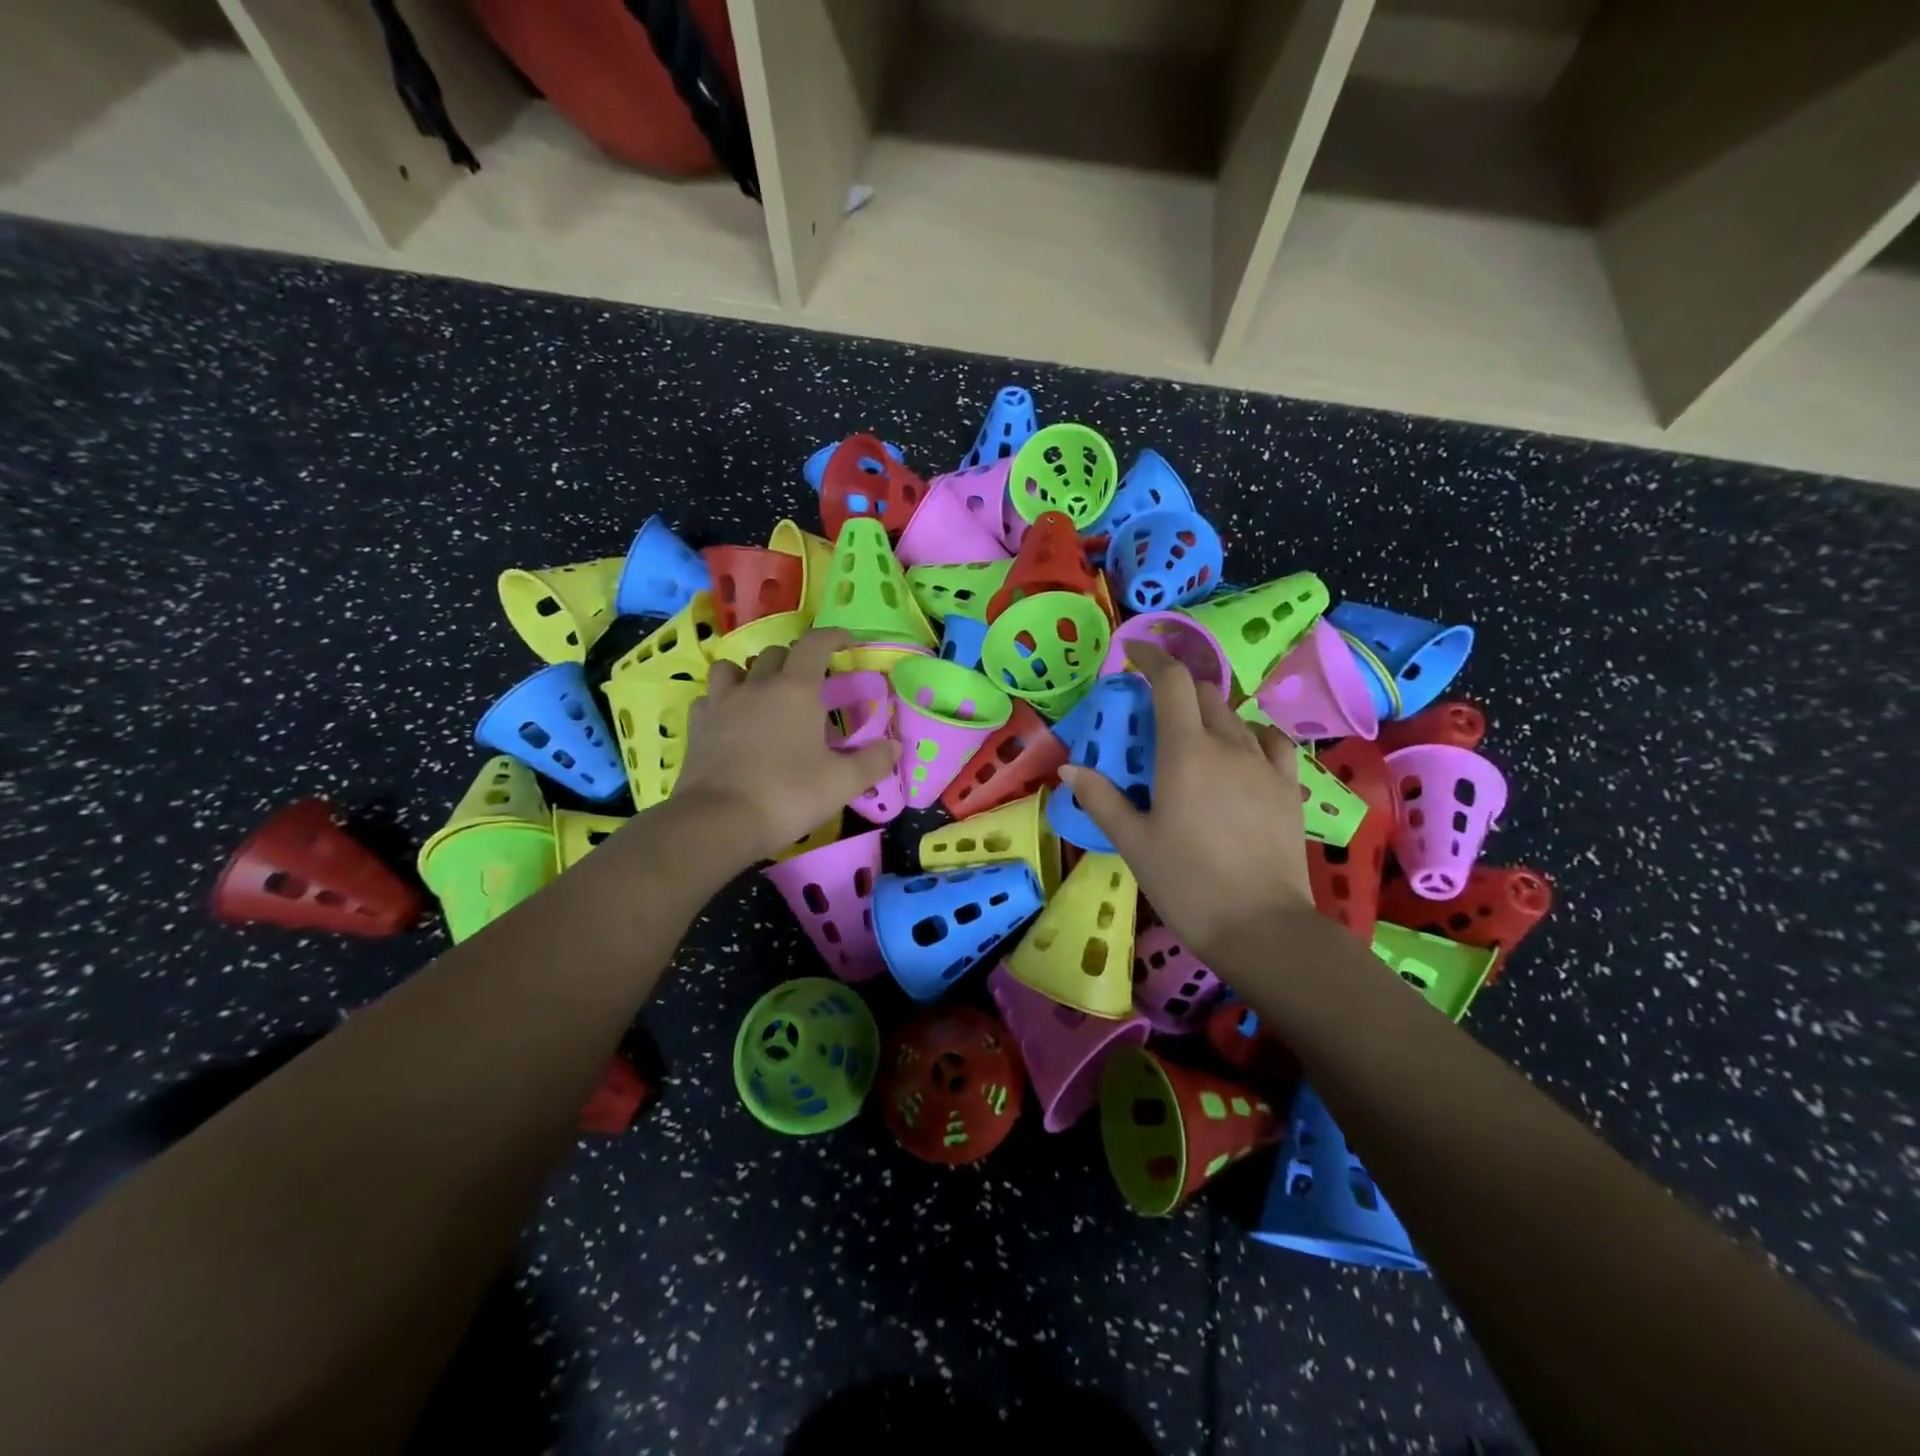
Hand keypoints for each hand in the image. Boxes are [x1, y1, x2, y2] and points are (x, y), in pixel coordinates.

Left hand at [673, 629, 898, 863]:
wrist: (719, 821)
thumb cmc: (788, 795)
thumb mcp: (842, 783)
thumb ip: (872, 761)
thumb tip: (894, 747)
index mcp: (796, 689)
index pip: (815, 644)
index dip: (833, 637)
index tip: (847, 643)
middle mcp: (757, 685)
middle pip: (776, 654)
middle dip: (796, 660)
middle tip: (811, 683)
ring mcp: (722, 703)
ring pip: (733, 668)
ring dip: (751, 673)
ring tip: (763, 694)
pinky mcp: (697, 726)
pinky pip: (709, 699)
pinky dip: (722, 702)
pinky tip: (731, 721)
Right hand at [1056, 643, 1313, 963]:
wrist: (1260, 925)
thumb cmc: (1186, 883)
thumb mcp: (1133, 842)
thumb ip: (1100, 797)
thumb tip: (1068, 766)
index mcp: (1185, 752)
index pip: (1171, 682)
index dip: (1152, 658)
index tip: (1133, 654)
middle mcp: (1228, 745)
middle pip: (1205, 693)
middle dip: (1177, 689)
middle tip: (1153, 711)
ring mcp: (1264, 764)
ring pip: (1237, 716)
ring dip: (1210, 714)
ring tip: (1193, 738)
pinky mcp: (1289, 787)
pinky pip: (1271, 742)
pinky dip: (1250, 735)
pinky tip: (1241, 755)